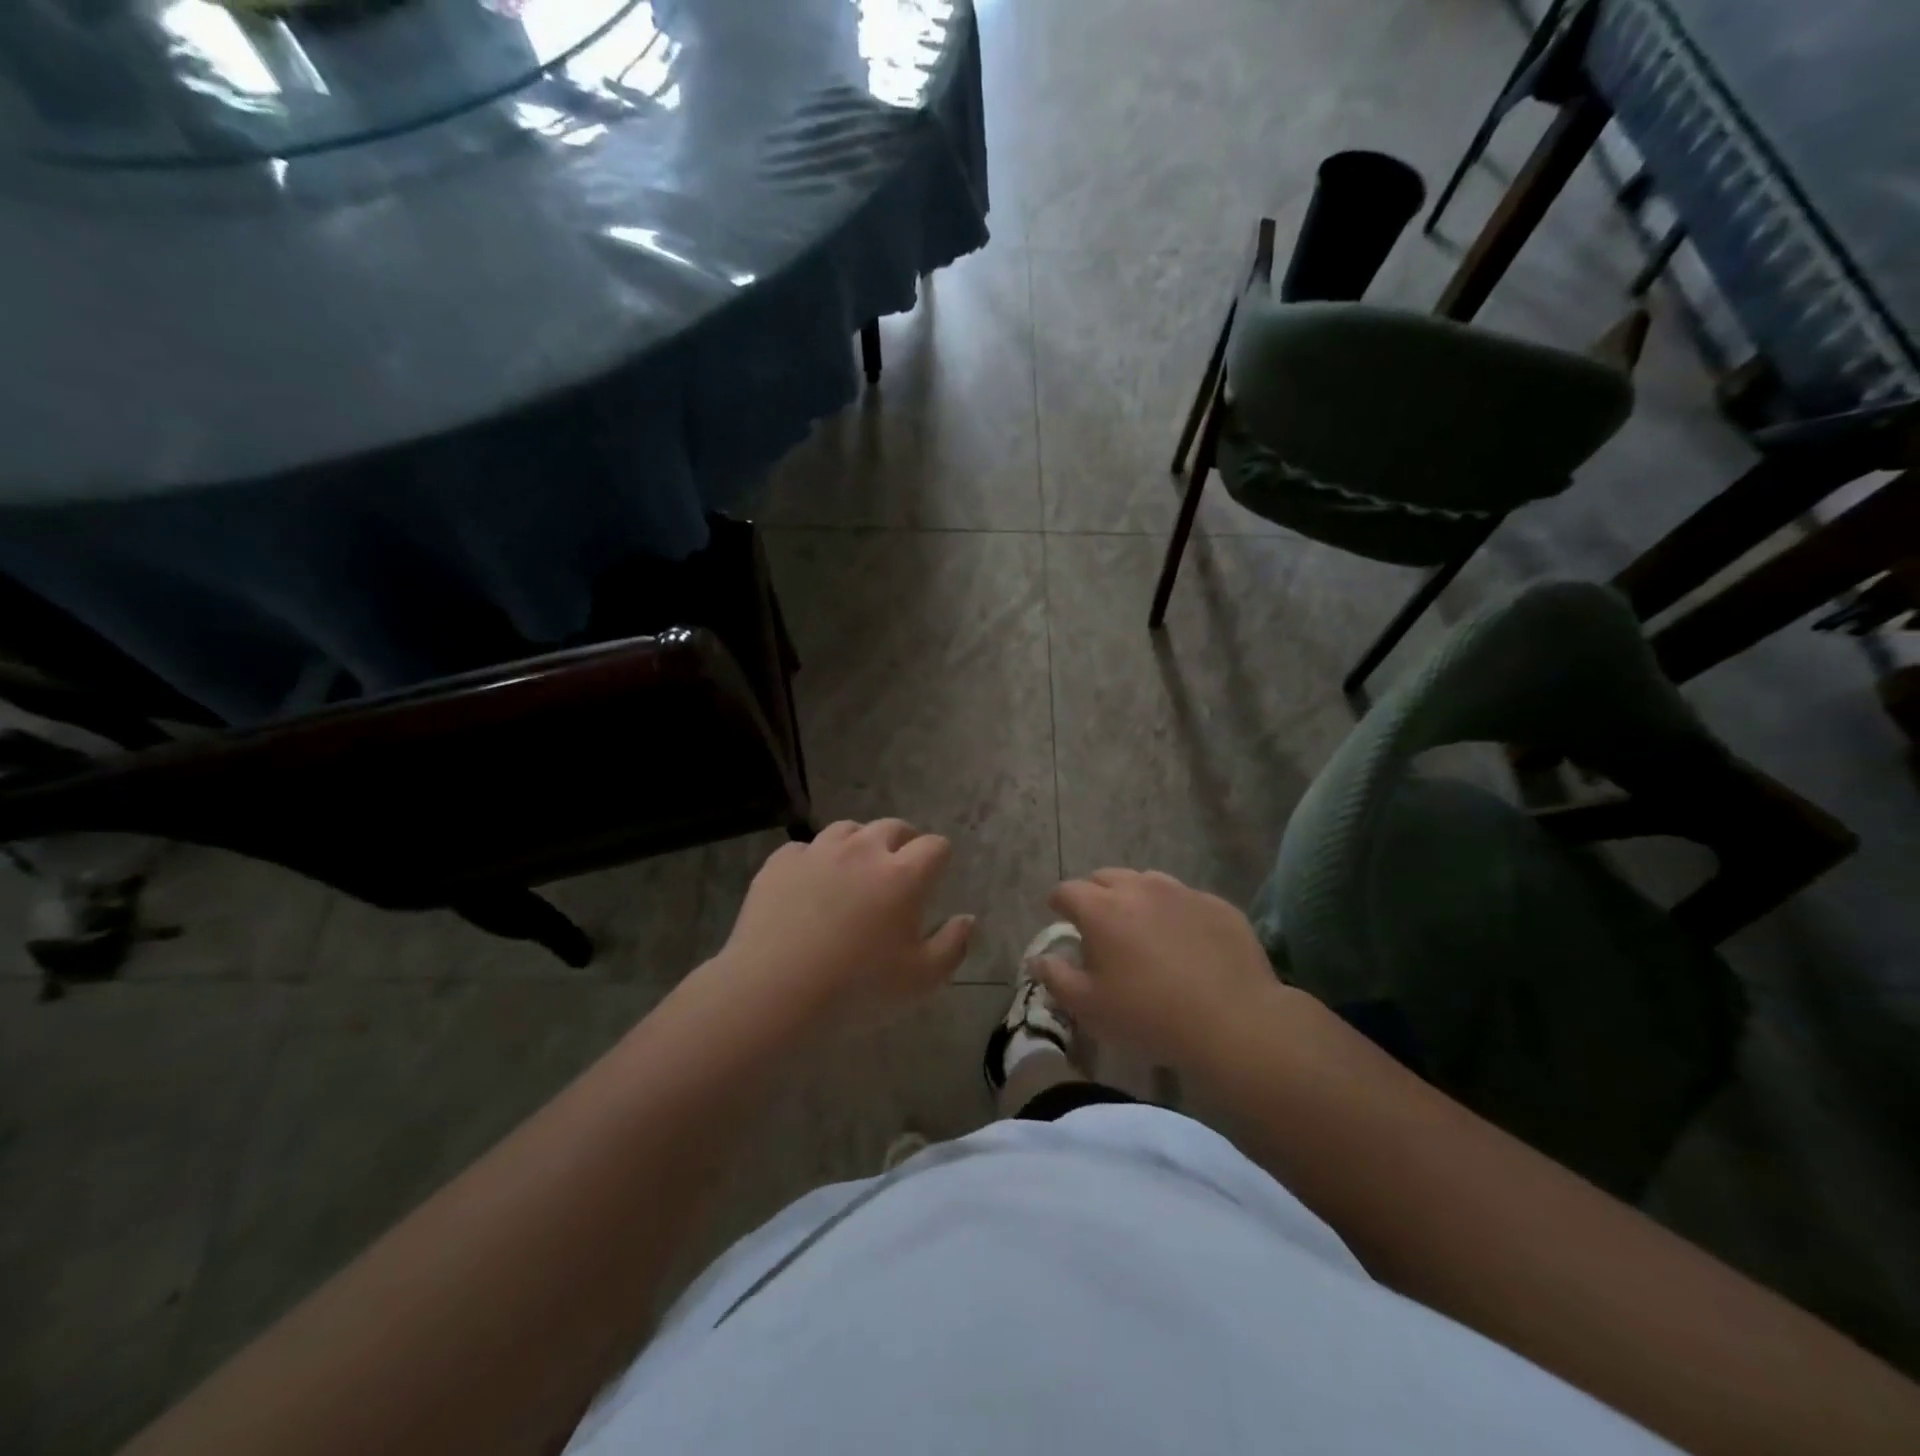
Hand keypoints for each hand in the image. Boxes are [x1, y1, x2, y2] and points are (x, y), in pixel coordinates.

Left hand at [715, 819, 972, 1032]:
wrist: (773, 993)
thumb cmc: (856, 990)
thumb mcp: (921, 981)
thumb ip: (953, 945)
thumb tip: (967, 919)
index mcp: (903, 875)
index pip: (935, 846)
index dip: (940, 858)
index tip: (936, 876)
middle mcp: (863, 850)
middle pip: (893, 827)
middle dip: (904, 842)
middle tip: (899, 869)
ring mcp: (819, 852)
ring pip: (848, 829)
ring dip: (859, 844)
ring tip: (855, 870)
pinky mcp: (781, 863)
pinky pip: (805, 849)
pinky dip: (815, 861)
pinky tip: (810, 886)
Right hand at [1036, 869, 1284, 1071]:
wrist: (1234, 1021)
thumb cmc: (1149, 1016)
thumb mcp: (1089, 1008)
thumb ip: (1056, 977)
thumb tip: (1039, 958)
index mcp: (1101, 909)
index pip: (1067, 891)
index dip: (1058, 903)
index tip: (1059, 916)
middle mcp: (1139, 888)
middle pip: (1106, 877)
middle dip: (1095, 894)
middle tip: (1099, 923)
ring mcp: (1182, 892)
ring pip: (1147, 882)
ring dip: (1136, 898)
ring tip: (1141, 928)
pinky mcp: (1217, 905)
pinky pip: (1185, 899)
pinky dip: (1174, 912)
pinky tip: (1184, 942)